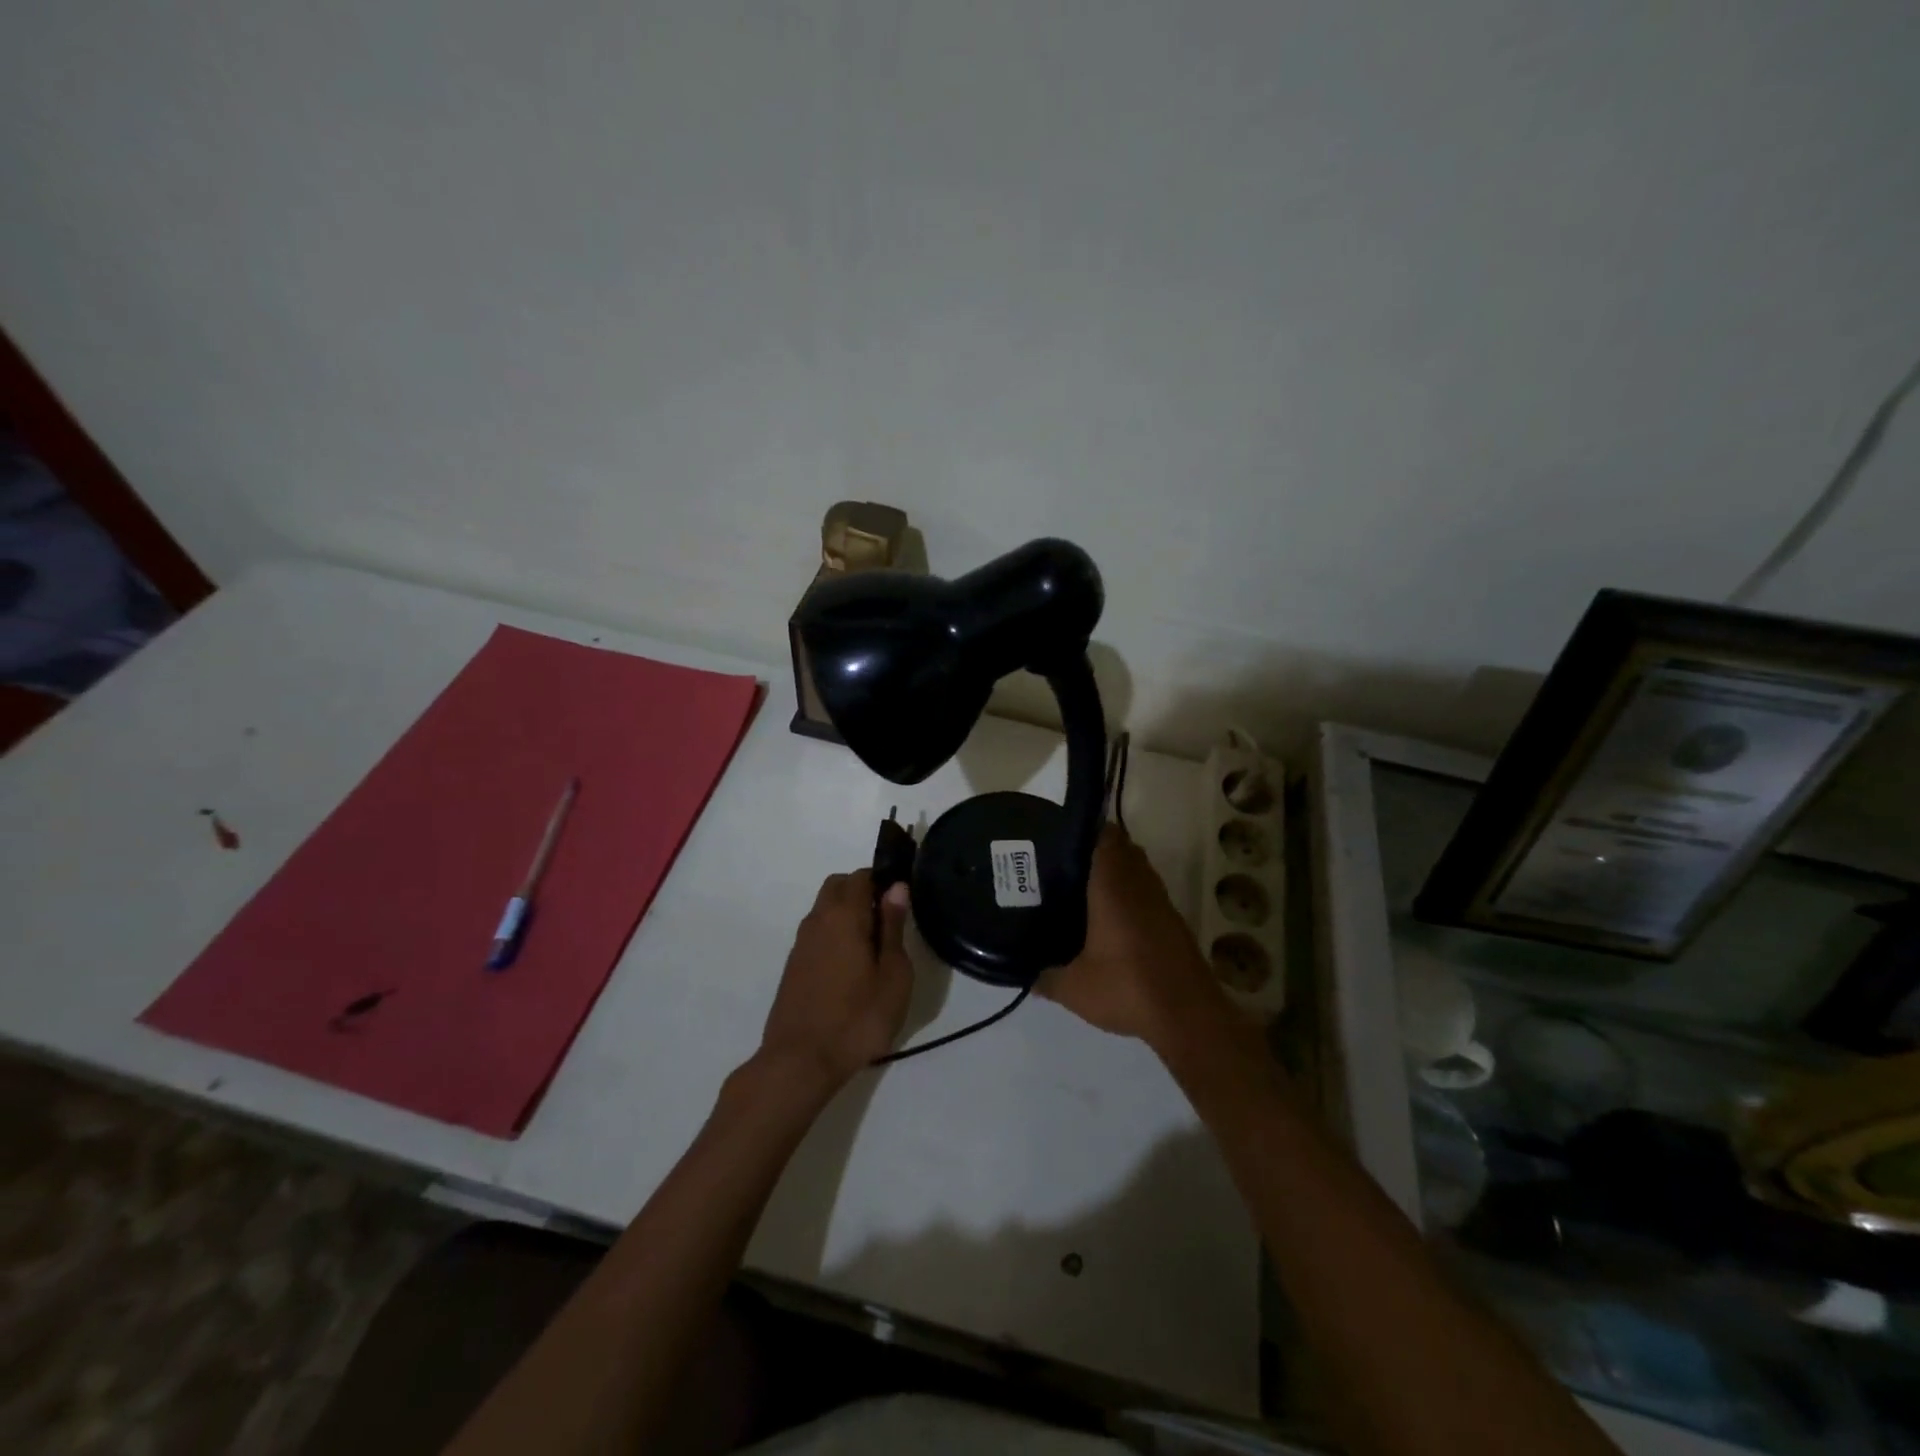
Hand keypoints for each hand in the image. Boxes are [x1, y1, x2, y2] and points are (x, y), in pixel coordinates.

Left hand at [757, 869, 912, 1092]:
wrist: (801, 1061)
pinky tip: (850, 965)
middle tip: (888, 920)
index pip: (862, 876)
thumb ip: (893, 928)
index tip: (901, 899)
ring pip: (825, 908)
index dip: (883, 879)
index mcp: (844, 915)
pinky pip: (817, 932)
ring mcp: (801, 942)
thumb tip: (896, 888)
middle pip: (839, 886)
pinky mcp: (793, 965)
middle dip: (862, 891)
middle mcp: (818, 919)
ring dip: (847, 912)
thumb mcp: (893, 975)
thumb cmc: (858, 1018)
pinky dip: (834, 933)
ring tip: (872, 946)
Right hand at [1041, 825, 1227, 1052]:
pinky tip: (1109, 919)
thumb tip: (1025, 975)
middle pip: (1122, 849)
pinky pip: (1147, 893)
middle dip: (1096, 849)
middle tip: (1064, 862)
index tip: (1061, 835)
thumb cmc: (1128, 988)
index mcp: (1114, 886)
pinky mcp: (1172, 922)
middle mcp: (1140, 885)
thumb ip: (1045, 978)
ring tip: (1082, 887)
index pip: (1105, 836)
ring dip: (1116, 872)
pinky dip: (1130, 895)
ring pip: (1137, 870)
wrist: (1188, 1017)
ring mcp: (1161, 902)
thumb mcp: (1074, 989)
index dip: (1085, 828)